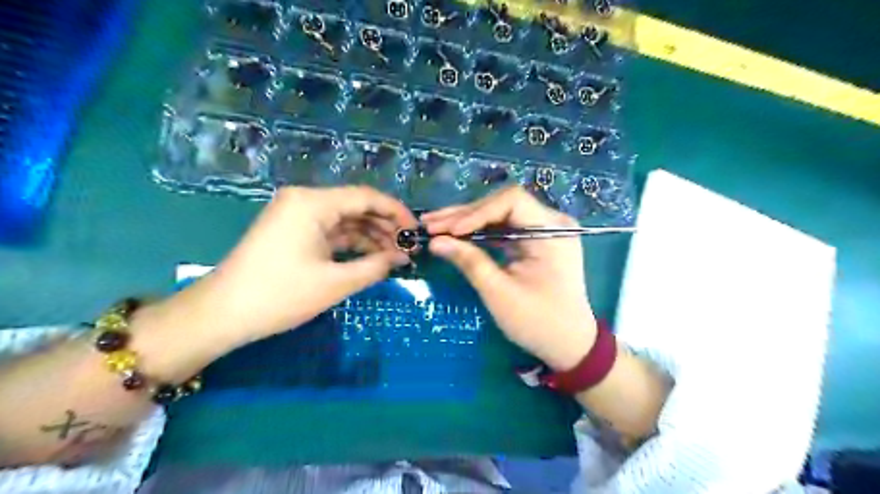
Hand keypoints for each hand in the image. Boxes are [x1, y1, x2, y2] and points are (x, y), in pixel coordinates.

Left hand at [178, 185, 415, 342]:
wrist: (222, 314)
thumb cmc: (280, 295)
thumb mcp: (335, 282)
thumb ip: (375, 266)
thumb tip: (402, 258)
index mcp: (313, 203)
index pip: (366, 197)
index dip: (396, 213)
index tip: (416, 232)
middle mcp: (305, 200)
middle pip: (356, 206)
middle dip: (385, 227)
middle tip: (409, 249)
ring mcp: (297, 215)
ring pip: (345, 220)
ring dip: (370, 237)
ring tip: (395, 257)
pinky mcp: (293, 231)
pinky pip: (331, 232)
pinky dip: (351, 244)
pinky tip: (371, 258)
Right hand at [418, 187, 596, 369]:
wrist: (569, 344)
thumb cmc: (538, 322)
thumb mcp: (500, 293)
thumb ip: (469, 261)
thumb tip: (435, 241)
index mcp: (552, 231)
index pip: (512, 201)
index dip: (477, 211)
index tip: (449, 230)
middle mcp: (551, 222)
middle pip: (502, 205)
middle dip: (465, 215)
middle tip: (430, 224)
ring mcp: (543, 230)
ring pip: (499, 215)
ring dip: (467, 221)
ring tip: (434, 225)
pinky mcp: (534, 241)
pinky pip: (503, 228)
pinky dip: (479, 232)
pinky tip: (455, 233)